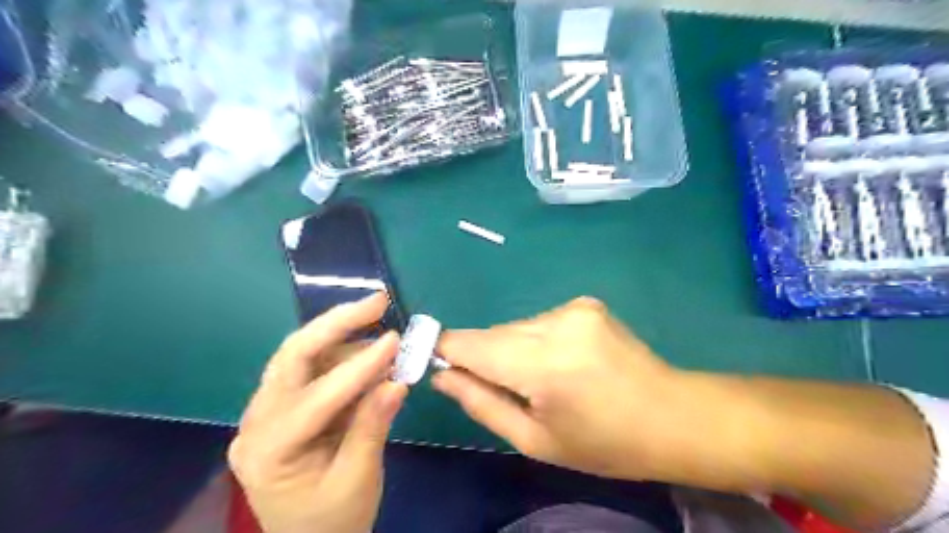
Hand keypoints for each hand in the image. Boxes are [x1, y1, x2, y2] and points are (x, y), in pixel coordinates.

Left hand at [232, 293, 409, 531]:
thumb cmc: (333, 521)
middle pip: (292, 357)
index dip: (359, 366)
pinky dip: (341, 353)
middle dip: (336, 324)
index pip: (316, 398)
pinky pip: (310, 369)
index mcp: (268, 452)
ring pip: (299, 355)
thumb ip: (373, 427)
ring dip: (340, 335)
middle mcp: (256, 423)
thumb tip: (397, 380)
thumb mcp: (358, 479)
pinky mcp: (282, 408)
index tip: (395, 339)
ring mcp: (266, 412)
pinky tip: (367, 349)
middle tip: (377, 302)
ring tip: (379, 325)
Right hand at [431, 295, 732, 487]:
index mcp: (542, 365)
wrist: (672, 415)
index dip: (444, 349)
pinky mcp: (585, 303)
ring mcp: (573, 308)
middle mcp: (555, 324)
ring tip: (540, 379)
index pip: (470, 344)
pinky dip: (536, 340)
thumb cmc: (603, 442)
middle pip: (493, 333)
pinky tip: (562, 361)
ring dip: (512, 349)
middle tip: (502, 387)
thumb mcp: (535, 440)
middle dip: (483, 357)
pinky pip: (539, 321)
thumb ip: (481, 404)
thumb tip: (442, 376)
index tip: (433, 361)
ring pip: (515, 327)